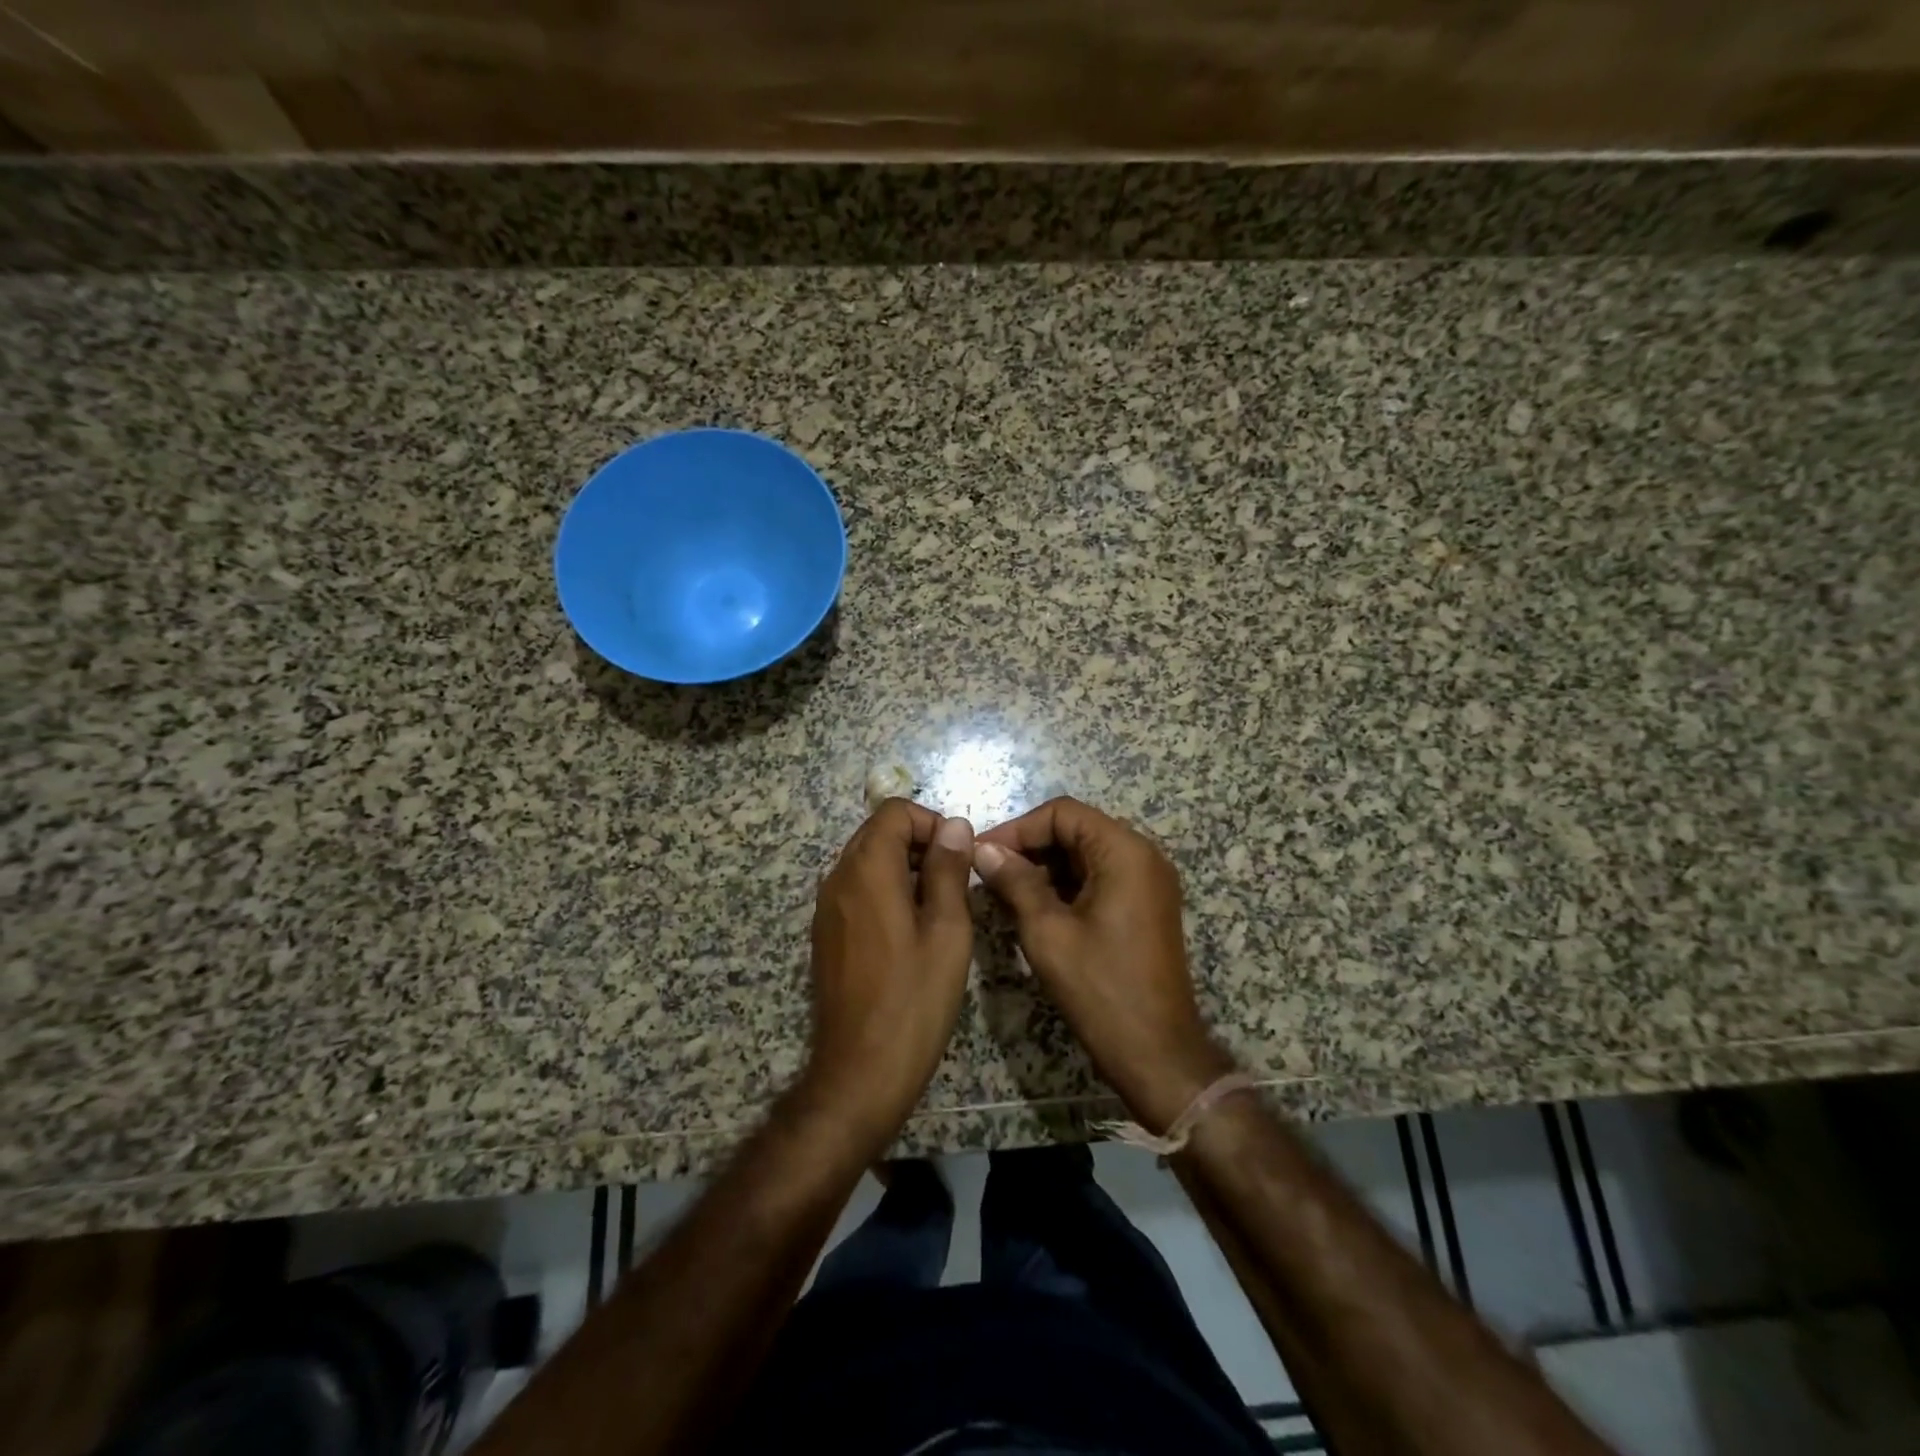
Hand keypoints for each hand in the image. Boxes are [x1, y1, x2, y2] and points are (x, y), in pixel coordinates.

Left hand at [802, 799, 975, 1150]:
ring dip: (905, 868)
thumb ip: (949, 870)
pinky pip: (857, 890)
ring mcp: (827, 907)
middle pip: (878, 832)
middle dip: (920, 843)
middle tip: (956, 882)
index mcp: (866, 870)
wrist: (860, 1070)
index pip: (894, 811)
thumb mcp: (947, 930)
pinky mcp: (826, 933)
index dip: (931, 823)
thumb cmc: (914, 998)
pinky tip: (912, 931)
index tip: (960, 857)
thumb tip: (954, 825)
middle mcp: (838, 878)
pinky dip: (886, 891)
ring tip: (940, 908)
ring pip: (867, 861)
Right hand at [974, 797, 1234, 1131]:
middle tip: (988, 873)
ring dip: (1044, 867)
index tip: (981, 853)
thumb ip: (1015, 881)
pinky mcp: (1145, 907)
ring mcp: (1148, 882)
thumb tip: (983, 849)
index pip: (1063, 813)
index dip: (1018, 828)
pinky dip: (1065, 886)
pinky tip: (1033, 908)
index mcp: (1125, 852)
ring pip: (1085, 855)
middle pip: (1076, 830)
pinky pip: (1099, 878)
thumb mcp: (1047, 932)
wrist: (1157, 1053)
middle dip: (1029, 847)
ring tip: (1004, 892)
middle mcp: (1143, 856)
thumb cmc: (1100, 988)